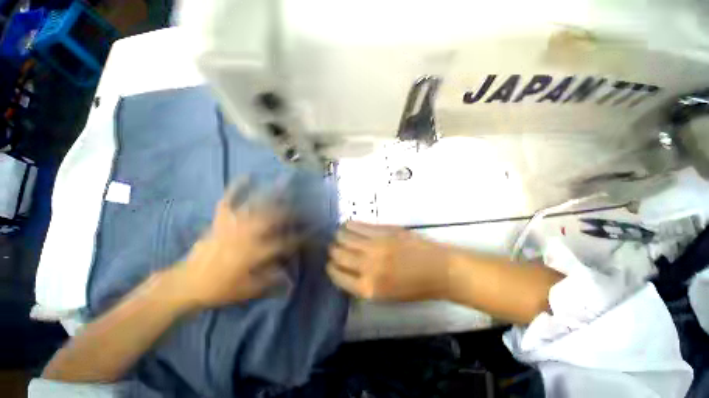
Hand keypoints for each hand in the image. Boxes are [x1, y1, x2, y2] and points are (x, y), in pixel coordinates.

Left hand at [170, 185, 294, 309]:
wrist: (186, 283)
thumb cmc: (219, 288)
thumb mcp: (247, 290)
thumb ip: (271, 280)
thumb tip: (291, 277)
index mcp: (253, 253)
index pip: (283, 243)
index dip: (299, 238)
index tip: (311, 233)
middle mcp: (244, 235)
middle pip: (271, 218)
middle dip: (289, 210)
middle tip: (302, 202)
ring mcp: (231, 224)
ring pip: (254, 206)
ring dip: (270, 194)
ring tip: (282, 183)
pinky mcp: (220, 220)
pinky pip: (228, 200)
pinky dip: (237, 187)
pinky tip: (248, 176)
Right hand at [327, 222, 451, 301]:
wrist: (438, 269)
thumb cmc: (413, 287)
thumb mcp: (384, 296)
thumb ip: (361, 284)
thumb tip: (344, 269)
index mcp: (367, 288)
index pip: (337, 275)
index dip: (331, 268)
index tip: (331, 263)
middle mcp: (367, 265)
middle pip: (337, 254)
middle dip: (333, 251)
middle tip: (335, 248)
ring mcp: (375, 245)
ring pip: (344, 236)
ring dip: (338, 236)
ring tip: (341, 236)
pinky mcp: (383, 230)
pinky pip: (357, 225)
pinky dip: (349, 225)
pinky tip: (349, 226)